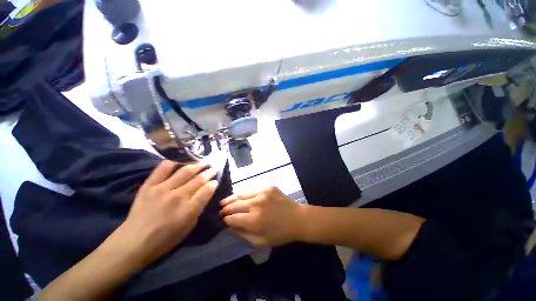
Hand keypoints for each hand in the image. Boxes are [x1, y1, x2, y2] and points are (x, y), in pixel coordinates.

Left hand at [119, 160, 218, 265]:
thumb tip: (207, 191)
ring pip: (185, 171)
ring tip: (203, 162)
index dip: (213, 183)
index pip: (207, 190)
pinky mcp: (149, 185)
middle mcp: (178, 196)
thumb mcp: (189, 226)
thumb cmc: (165, 238)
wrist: (133, 242)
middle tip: (214, 167)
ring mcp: (162, 189)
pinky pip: (163, 169)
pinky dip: (173, 162)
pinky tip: (181, 161)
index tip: (216, 180)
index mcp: (189, 210)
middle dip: (209, 172)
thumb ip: (199, 207)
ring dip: (197, 165)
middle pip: (198, 179)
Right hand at [220, 187, 303, 246]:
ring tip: (224, 201)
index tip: (222, 220)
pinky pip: (252, 189)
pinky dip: (245, 194)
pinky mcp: (268, 187)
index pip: (232, 218)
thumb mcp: (261, 241)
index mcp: (254, 220)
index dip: (225, 219)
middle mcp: (256, 204)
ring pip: (242, 194)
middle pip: (235, 205)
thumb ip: (243, 234)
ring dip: (231, 198)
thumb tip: (230, 226)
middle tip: (220, 210)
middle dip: (225, 208)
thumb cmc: (280, 233)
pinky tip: (241, 196)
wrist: (297, 218)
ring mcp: (262, 193)